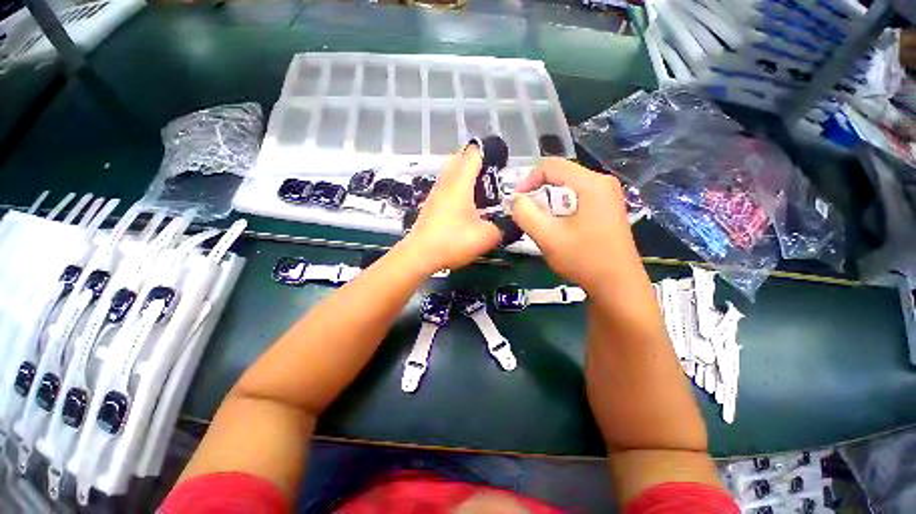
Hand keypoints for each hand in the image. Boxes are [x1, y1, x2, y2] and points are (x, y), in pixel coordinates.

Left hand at [402, 147, 501, 273]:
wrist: (419, 256)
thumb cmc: (452, 241)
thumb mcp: (486, 237)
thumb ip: (504, 228)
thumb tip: (514, 224)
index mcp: (460, 182)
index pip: (474, 153)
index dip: (490, 152)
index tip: (503, 163)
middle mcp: (446, 182)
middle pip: (459, 157)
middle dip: (477, 161)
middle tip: (492, 176)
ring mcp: (436, 192)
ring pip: (451, 172)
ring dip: (466, 174)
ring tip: (482, 190)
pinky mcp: (431, 204)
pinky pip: (446, 186)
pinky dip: (457, 187)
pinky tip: (467, 205)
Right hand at [510, 158, 641, 292]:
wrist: (618, 286)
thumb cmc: (584, 260)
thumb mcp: (548, 237)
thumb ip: (525, 214)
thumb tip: (515, 199)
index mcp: (591, 184)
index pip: (551, 166)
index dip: (527, 180)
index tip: (515, 201)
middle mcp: (602, 182)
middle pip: (560, 174)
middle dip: (537, 189)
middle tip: (523, 210)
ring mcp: (607, 195)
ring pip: (567, 186)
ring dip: (548, 199)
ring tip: (537, 219)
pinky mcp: (606, 208)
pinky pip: (576, 197)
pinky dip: (560, 206)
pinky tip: (556, 224)